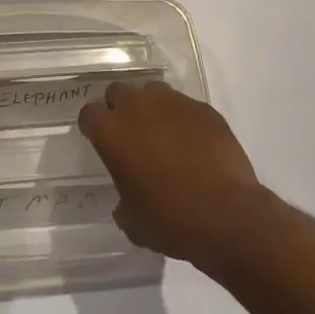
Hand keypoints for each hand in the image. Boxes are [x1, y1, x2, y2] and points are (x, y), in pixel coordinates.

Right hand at [79, 81, 269, 265]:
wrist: (225, 215)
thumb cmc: (170, 220)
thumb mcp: (133, 222)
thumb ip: (123, 202)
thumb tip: (126, 201)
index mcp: (112, 132)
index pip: (89, 114)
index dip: (93, 126)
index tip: (99, 140)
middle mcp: (138, 107)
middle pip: (119, 92)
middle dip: (120, 108)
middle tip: (130, 134)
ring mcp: (173, 103)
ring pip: (152, 92)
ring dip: (151, 108)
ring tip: (162, 134)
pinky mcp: (203, 108)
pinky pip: (185, 106)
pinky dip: (183, 119)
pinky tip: (194, 143)